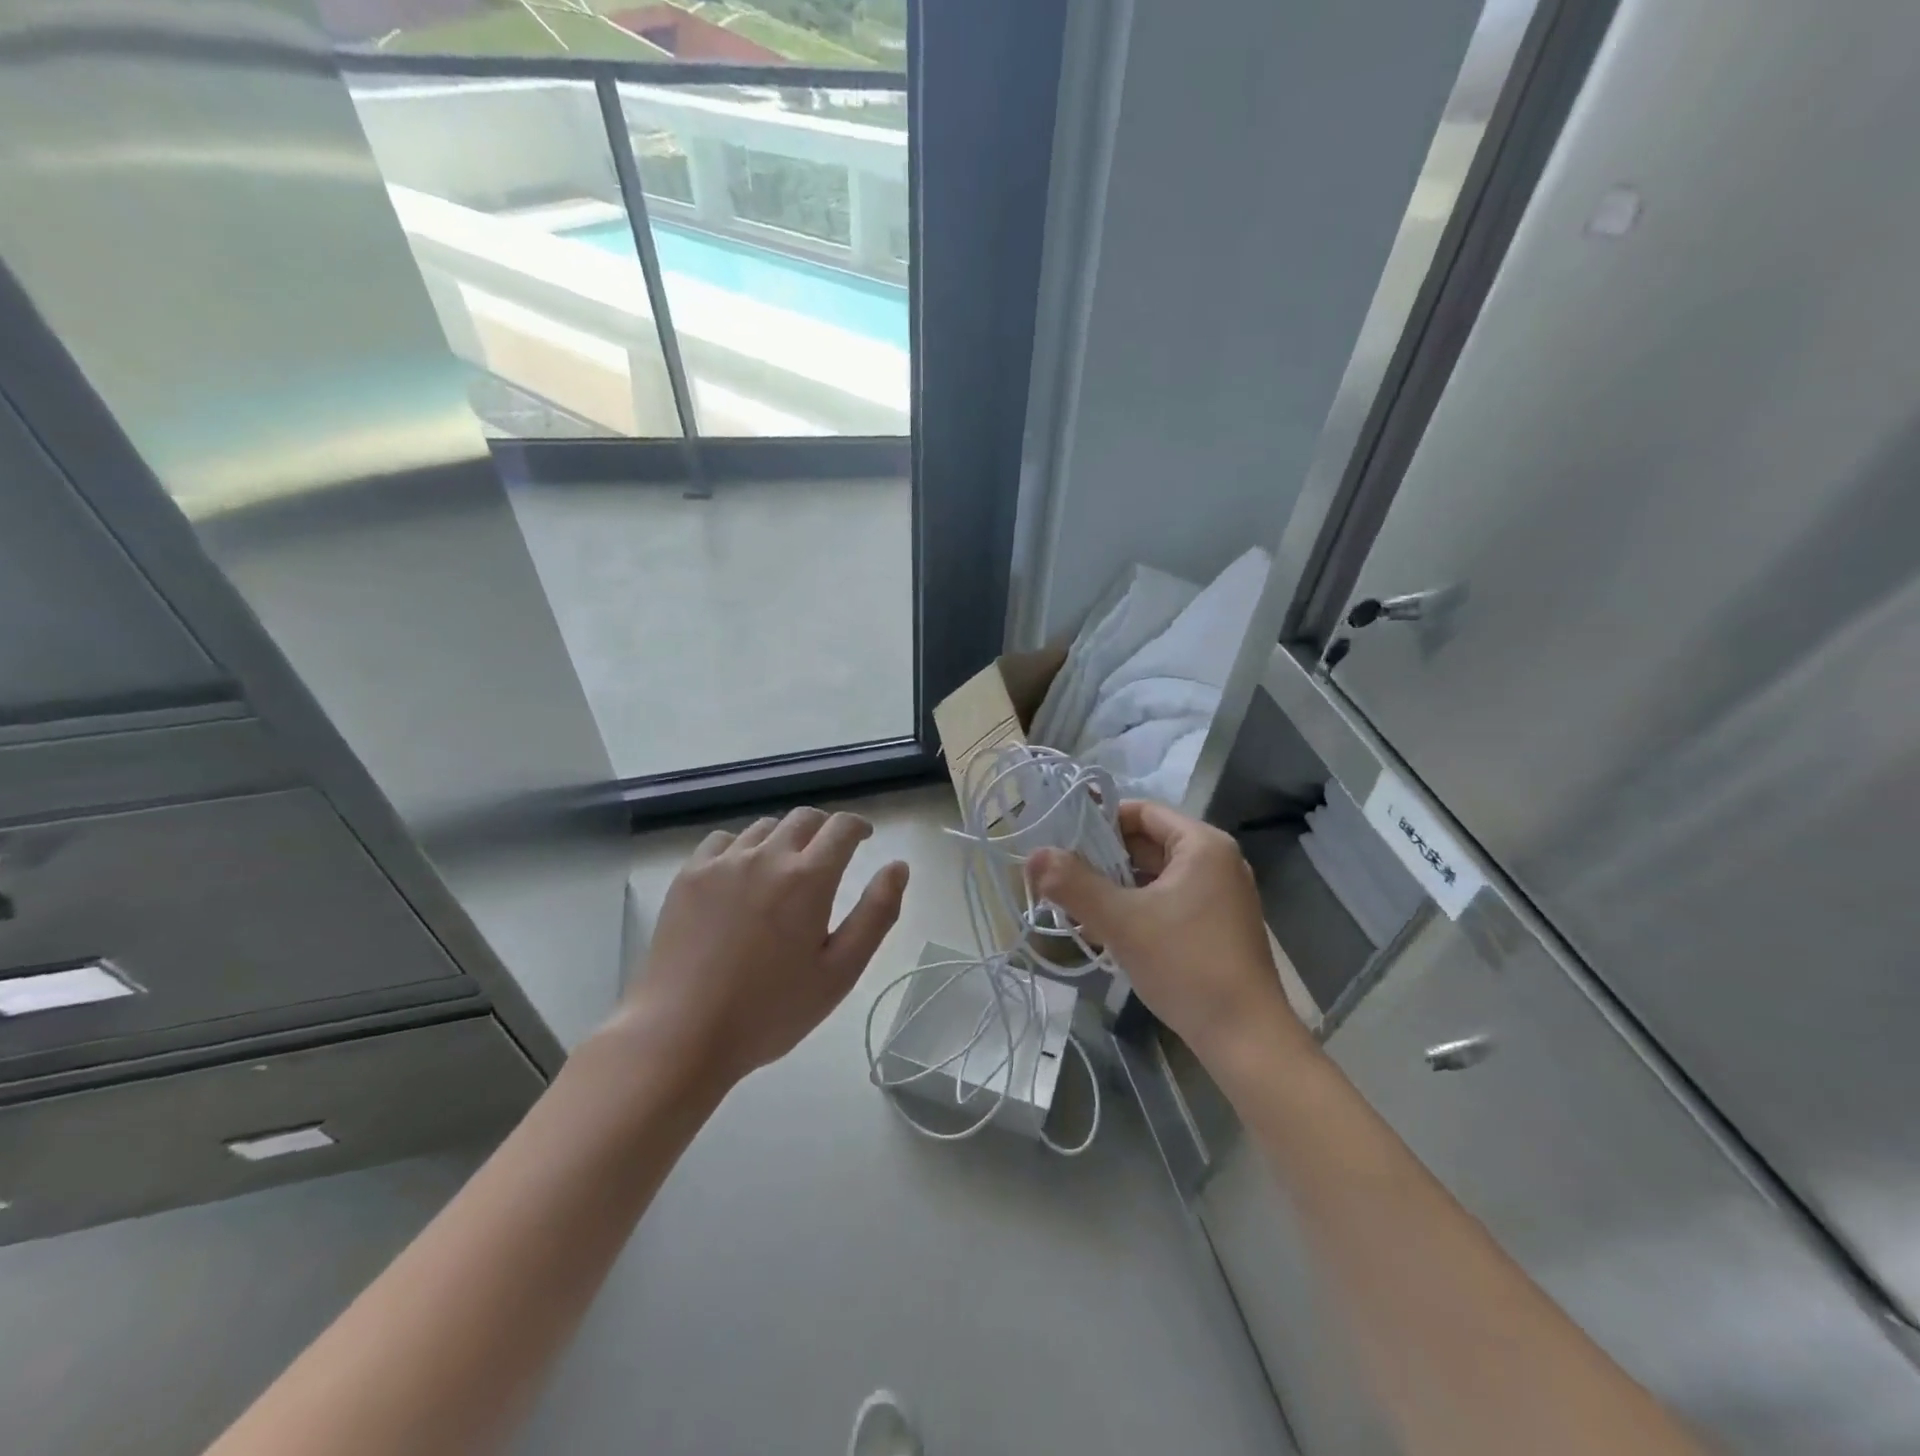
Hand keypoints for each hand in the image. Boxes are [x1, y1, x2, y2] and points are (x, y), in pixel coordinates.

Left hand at [608, 808, 908, 1089]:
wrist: (681, 1034)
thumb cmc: (770, 1011)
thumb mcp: (840, 972)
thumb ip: (876, 914)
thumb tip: (898, 866)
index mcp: (808, 878)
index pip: (841, 827)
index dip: (858, 826)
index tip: (863, 838)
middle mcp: (767, 856)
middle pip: (803, 818)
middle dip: (824, 829)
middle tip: (829, 854)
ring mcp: (722, 862)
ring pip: (764, 828)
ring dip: (784, 838)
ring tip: (785, 869)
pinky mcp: (689, 876)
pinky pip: (723, 841)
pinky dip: (742, 847)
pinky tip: (740, 875)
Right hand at [1028, 800, 1309, 1066]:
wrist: (1245, 1039)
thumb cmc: (1186, 966)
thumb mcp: (1121, 921)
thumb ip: (1074, 884)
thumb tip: (1033, 856)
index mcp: (1202, 845)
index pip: (1141, 811)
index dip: (1099, 821)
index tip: (1061, 841)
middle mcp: (1216, 861)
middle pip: (1147, 843)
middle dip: (1102, 860)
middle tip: (1060, 877)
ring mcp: (1220, 895)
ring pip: (1154, 875)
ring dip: (1115, 887)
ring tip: (1075, 906)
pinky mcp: (1217, 925)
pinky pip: (1168, 900)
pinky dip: (1136, 907)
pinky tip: (1106, 930)